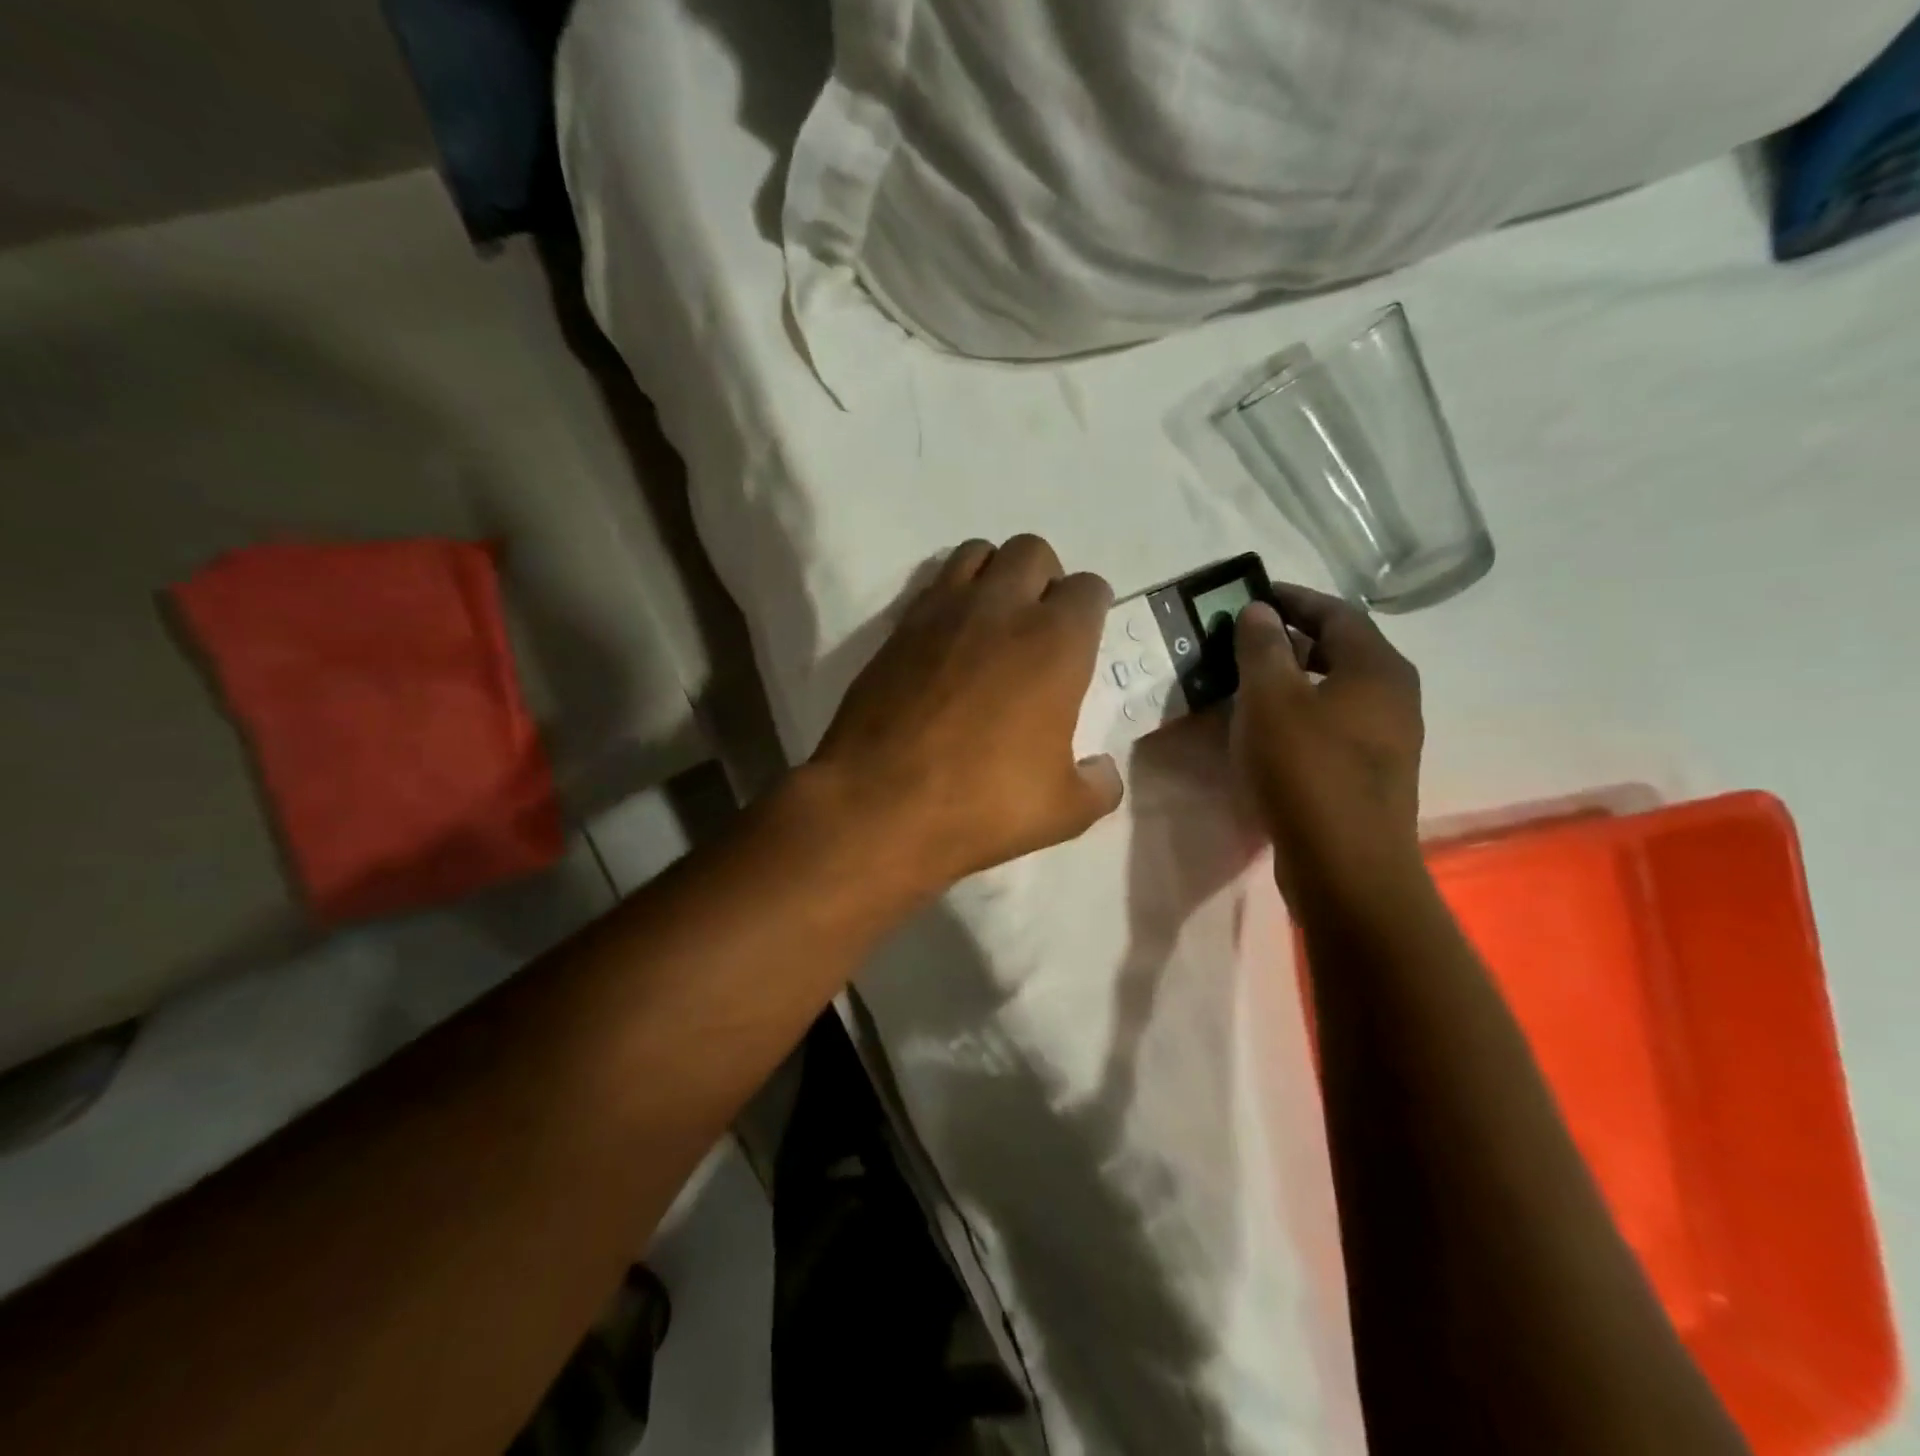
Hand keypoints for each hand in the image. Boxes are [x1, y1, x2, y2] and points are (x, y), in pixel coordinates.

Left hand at [809, 536, 1123, 893]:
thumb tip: (1103, 770)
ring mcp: (942, 611)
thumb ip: (1099, 785)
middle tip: (1038, 629)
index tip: (1083, 643)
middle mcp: (1001, 609)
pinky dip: (950, 598)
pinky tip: (947, 645)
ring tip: (992, 624)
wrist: (878, 806)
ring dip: (994, 575)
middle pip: (1033, 551)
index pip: (1090, 589)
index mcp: (1055, 643)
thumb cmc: (982, 806)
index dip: (1092, 611)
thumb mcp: (1064, 812)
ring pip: (978, 553)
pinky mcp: (897, 627)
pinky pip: (933, 585)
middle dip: (1044, 579)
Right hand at [1229, 584, 1424, 907]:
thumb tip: (1259, 611)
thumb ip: (1263, 647)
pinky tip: (1267, 730)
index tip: (1252, 595)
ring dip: (1293, 679)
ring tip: (1247, 681)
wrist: (1345, 865)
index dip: (1292, 598)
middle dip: (1291, 639)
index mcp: (1377, 667)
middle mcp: (1394, 695)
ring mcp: (1388, 738)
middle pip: (1340, 650)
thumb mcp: (1271, 698)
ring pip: (1336, 690)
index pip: (1336, 612)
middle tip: (1242, 638)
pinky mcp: (1372, 774)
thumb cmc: (1306, 770)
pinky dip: (1301, 713)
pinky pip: (1334, 724)